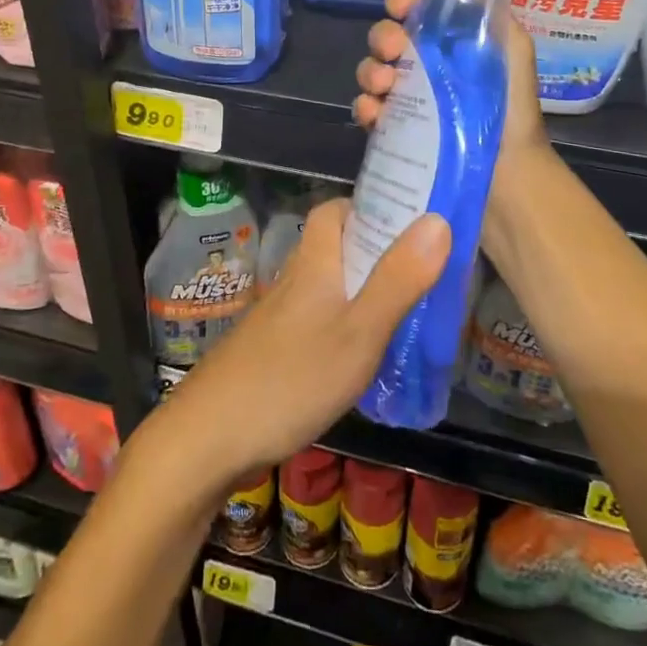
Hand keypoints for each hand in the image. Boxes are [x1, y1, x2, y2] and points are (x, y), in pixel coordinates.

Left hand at [149, 198, 449, 489]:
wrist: (209, 437)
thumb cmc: (292, 377)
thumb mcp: (359, 331)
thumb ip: (398, 279)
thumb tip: (437, 220)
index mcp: (313, 262)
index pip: (334, 211)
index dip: (369, 208)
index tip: (410, 222)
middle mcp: (294, 280)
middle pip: (335, 248)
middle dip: (376, 253)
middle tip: (422, 272)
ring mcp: (280, 317)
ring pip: (328, 286)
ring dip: (363, 290)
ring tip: (406, 312)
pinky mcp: (274, 351)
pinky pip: (318, 320)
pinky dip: (345, 325)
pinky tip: (364, 356)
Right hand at [353, 0, 554, 211]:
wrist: (507, 172)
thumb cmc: (512, 109)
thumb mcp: (513, 53)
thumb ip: (493, 17)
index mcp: (447, 42)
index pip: (414, 9)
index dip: (402, 0)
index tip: (402, 5)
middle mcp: (422, 65)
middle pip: (385, 37)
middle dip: (383, 37)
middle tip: (394, 50)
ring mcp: (405, 98)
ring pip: (370, 71)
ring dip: (370, 71)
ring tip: (384, 85)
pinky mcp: (393, 130)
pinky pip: (367, 110)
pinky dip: (365, 108)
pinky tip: (375, 113)